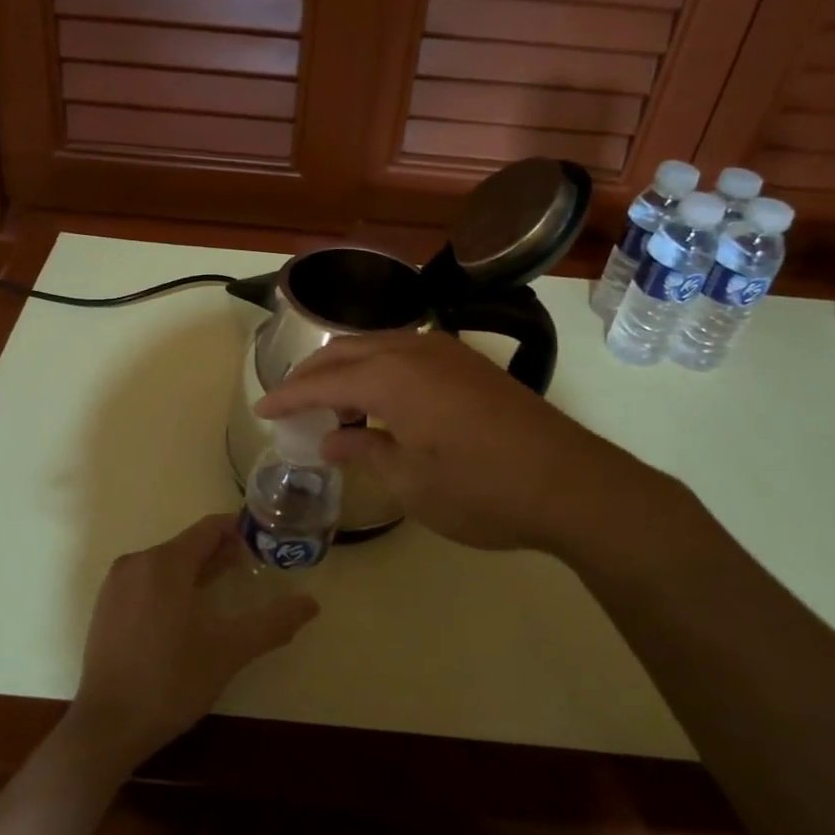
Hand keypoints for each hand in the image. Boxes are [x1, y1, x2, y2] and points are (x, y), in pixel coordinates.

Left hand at [68, 514, 318, 771]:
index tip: (266, 540)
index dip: (240, 530)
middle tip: (254, 567)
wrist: (107, 727)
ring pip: (166, 563)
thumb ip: (272, 623)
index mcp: (165, 563)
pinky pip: (147, 580)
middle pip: (187, 545)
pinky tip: (188, 612)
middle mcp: (137, 562)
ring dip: (197, 570)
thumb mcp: (229, 651)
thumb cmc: (171, 682)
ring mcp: (116, 584)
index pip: (209, 529)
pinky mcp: (106, 606)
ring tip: (226, 589)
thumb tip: (311, 603)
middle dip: (221, 553)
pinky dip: (172, 585)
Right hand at [255, 330, 656, 556]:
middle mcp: (414, 349)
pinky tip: (379, 399)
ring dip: (346, 368)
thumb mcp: (411, 482)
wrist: (573, 484)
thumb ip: (364, 452)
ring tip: (330, 403)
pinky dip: (378, 368)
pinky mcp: (469, 363)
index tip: (261, 409)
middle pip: (346, 351)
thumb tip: (331, 441)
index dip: (288, 396)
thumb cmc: (482, 490)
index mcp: (391, 376)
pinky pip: (405, 351)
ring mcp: (446, 351)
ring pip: (377, 345)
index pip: (323, 381)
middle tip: (289, 401)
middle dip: (312, 374)